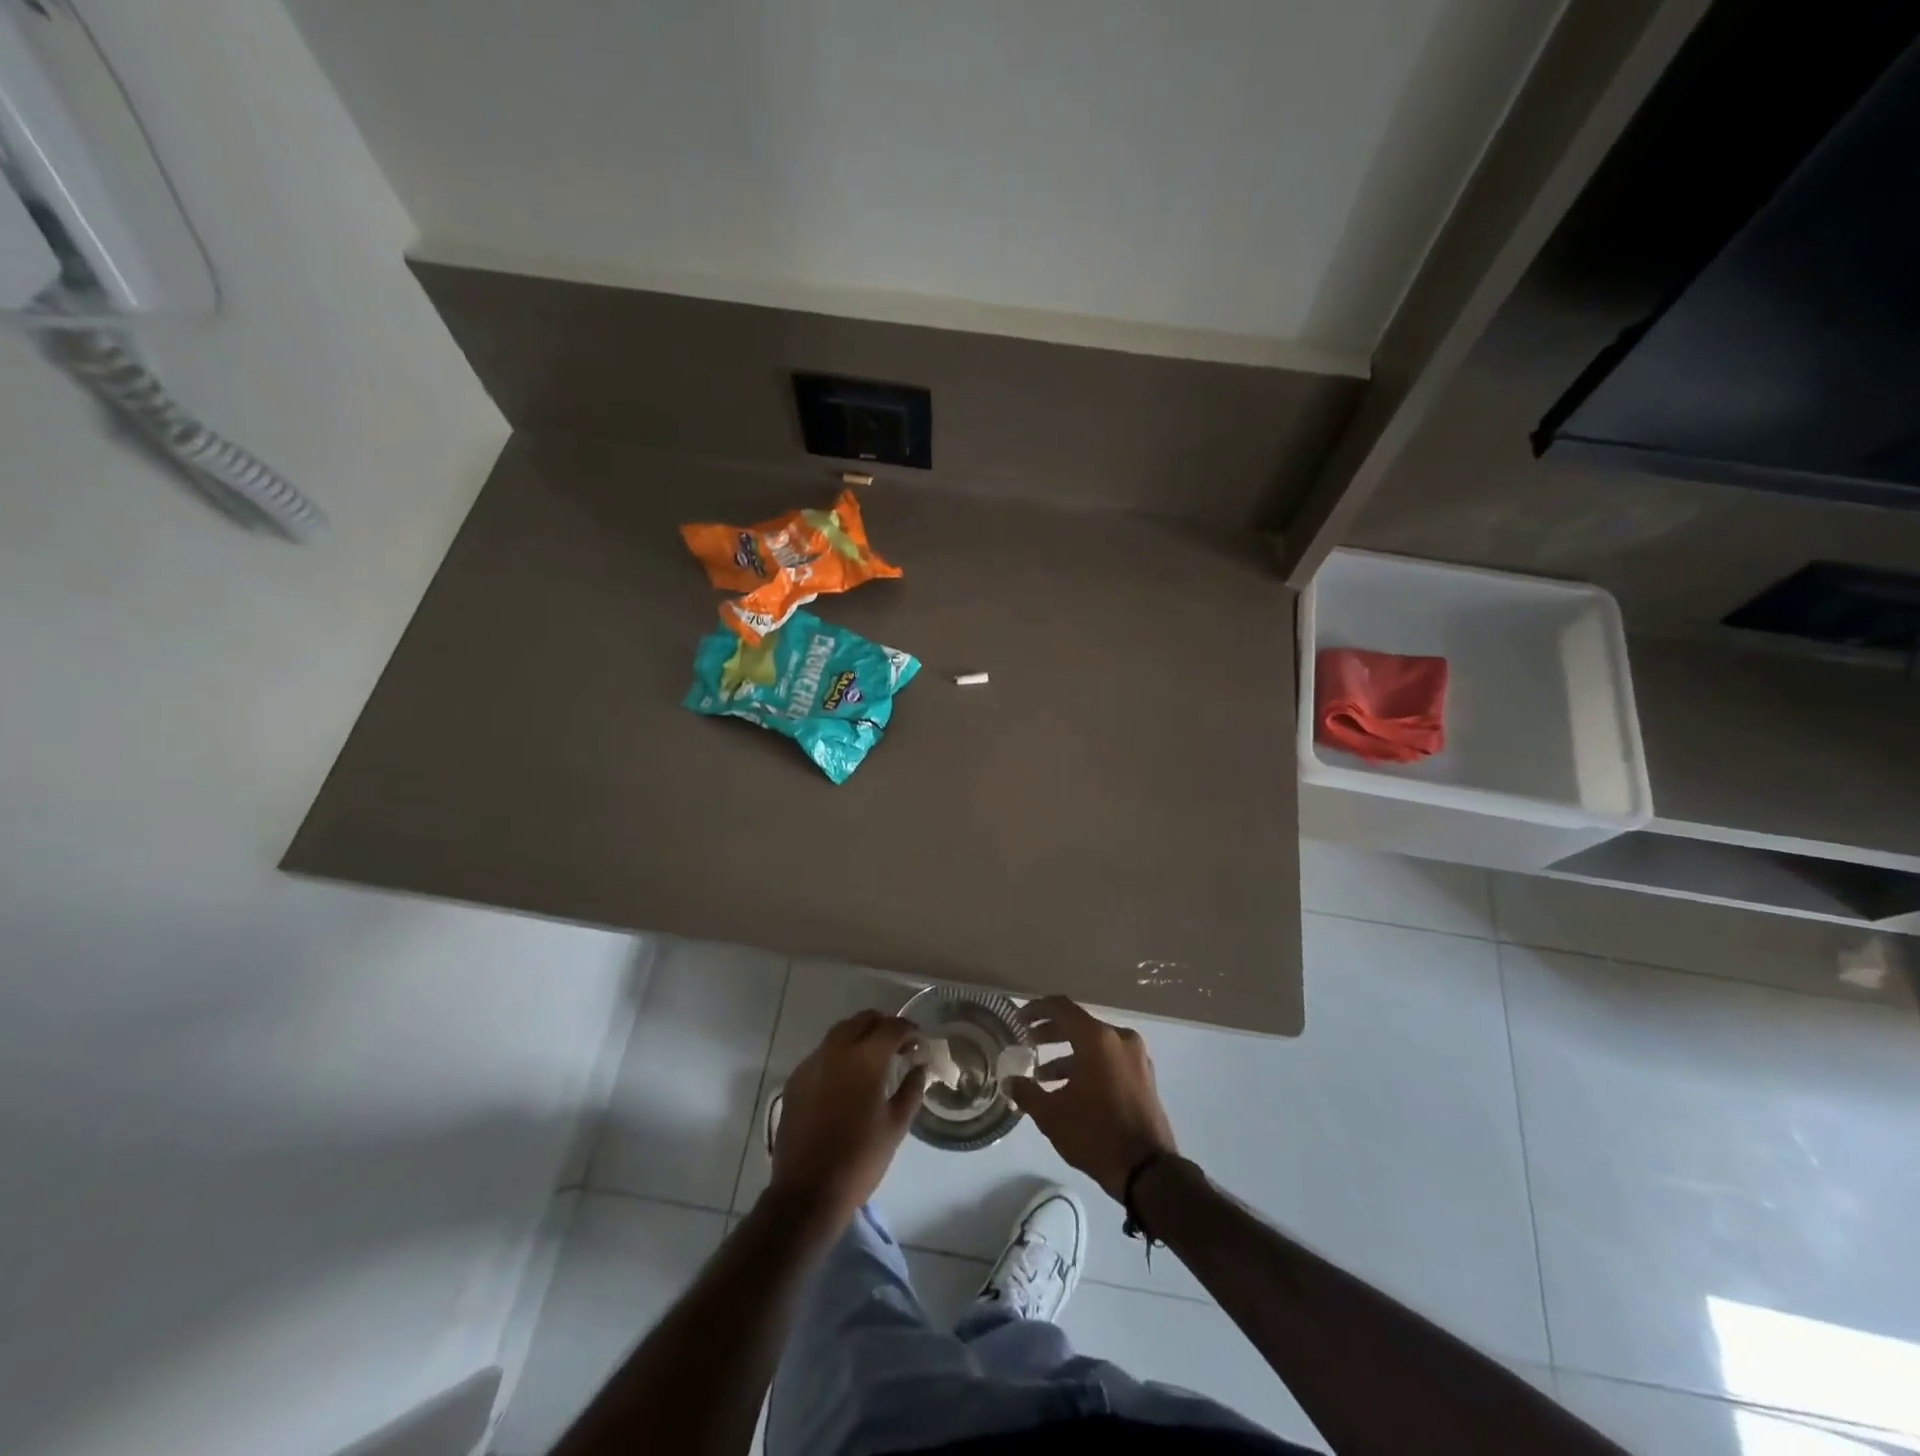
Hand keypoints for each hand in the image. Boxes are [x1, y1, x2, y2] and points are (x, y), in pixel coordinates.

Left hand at [769, 1010, 926, 1228]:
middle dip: (884, 1026)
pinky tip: (846, 1078)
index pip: (893, 1027)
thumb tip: (919, 1067)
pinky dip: (839, 1054)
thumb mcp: (896, 1126)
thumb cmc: (860, 1159)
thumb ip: (912, 1090)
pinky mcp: (796, 1079)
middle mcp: (837, 1050)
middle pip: (863, 1020)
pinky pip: (822, 1053)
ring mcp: (812, 1062)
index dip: (910, 1030)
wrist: (807, 1191)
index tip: (920, 1042)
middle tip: (898, 1045)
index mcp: (866, 1058)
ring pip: (840, 1032)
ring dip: (860, 1036)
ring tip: (873, 1058)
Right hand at [1006, 996, 1178, 1202]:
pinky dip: (1088, 1065)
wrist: (1147, 1171)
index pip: (1062, 1008)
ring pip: (1095, 1044)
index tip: (1019, 1019)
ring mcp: (1136, 1057)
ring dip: (1068, 1054)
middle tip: (1028, 1041)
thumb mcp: (1052, 1115)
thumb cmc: (1095, 1134)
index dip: (1037, 1009)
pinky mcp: (1144, 1076)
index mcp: (1098, 1039)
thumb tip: (1010, 1080)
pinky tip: (1070, 1088)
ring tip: (1043, 1075)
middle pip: (1078, 1024)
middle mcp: (1120, 1039)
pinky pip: (1110, 1058)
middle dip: (1050, 1032)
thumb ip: (1026, 1092)